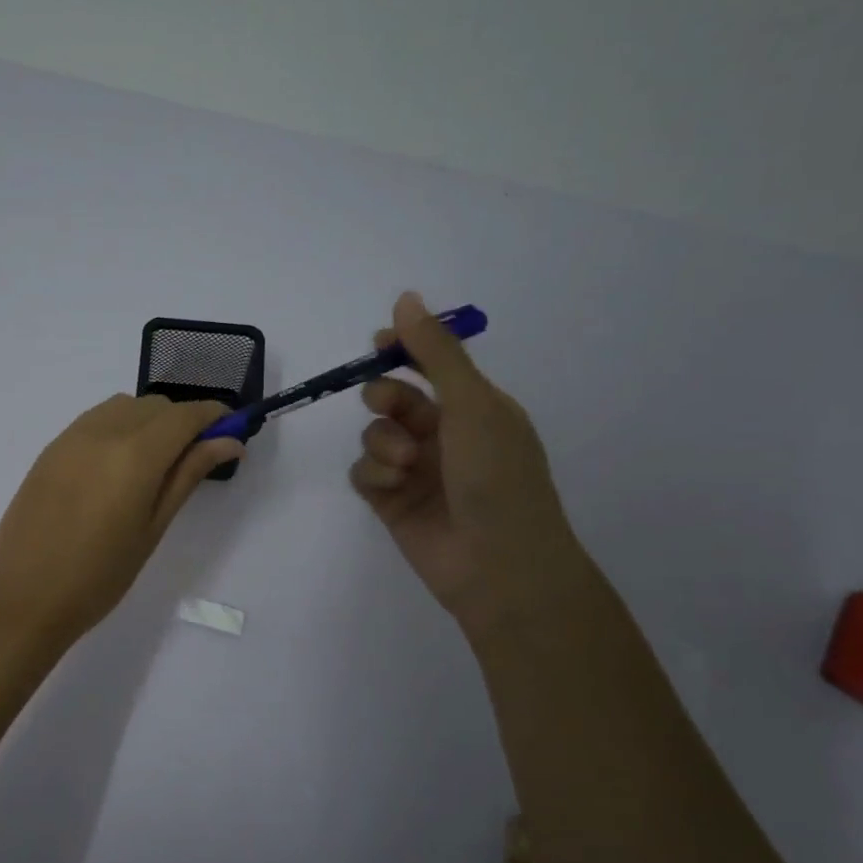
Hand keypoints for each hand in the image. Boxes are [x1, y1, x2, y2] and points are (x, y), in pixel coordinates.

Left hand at [0, 394, 244, 655]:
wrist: (21, 599)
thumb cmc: (98, 577)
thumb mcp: (152, 528)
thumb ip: (188, 475)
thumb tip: (228, 442)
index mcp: (134, 454)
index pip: (185, 415)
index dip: (214, 416)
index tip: (231, 431)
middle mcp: (102, 431)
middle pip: (155, 406)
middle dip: (182, 421)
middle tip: (193, 459)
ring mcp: (70, 437)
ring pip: (124, 407)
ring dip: (149, 421)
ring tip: (154, 464)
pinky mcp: (50, 449)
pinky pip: (95, 420)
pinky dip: (119, 427)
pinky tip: (117, 467)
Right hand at [351, 292, 587, 634]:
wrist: (498, 564)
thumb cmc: (497, 475)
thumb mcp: (472, 404)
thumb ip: (435, 353)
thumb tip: (405, 298)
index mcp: (475, 408)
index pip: (431, 367)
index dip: (403, 351)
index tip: (378, 343)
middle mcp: (444, 436)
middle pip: (393, 398)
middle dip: (384, 396)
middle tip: (388, 405)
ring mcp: (416, 471)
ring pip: (374, 435)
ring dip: (382, 443)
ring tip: (404, 464)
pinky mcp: (392, 502)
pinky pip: (364, 473)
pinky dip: (374, 474)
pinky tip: (392, 487)